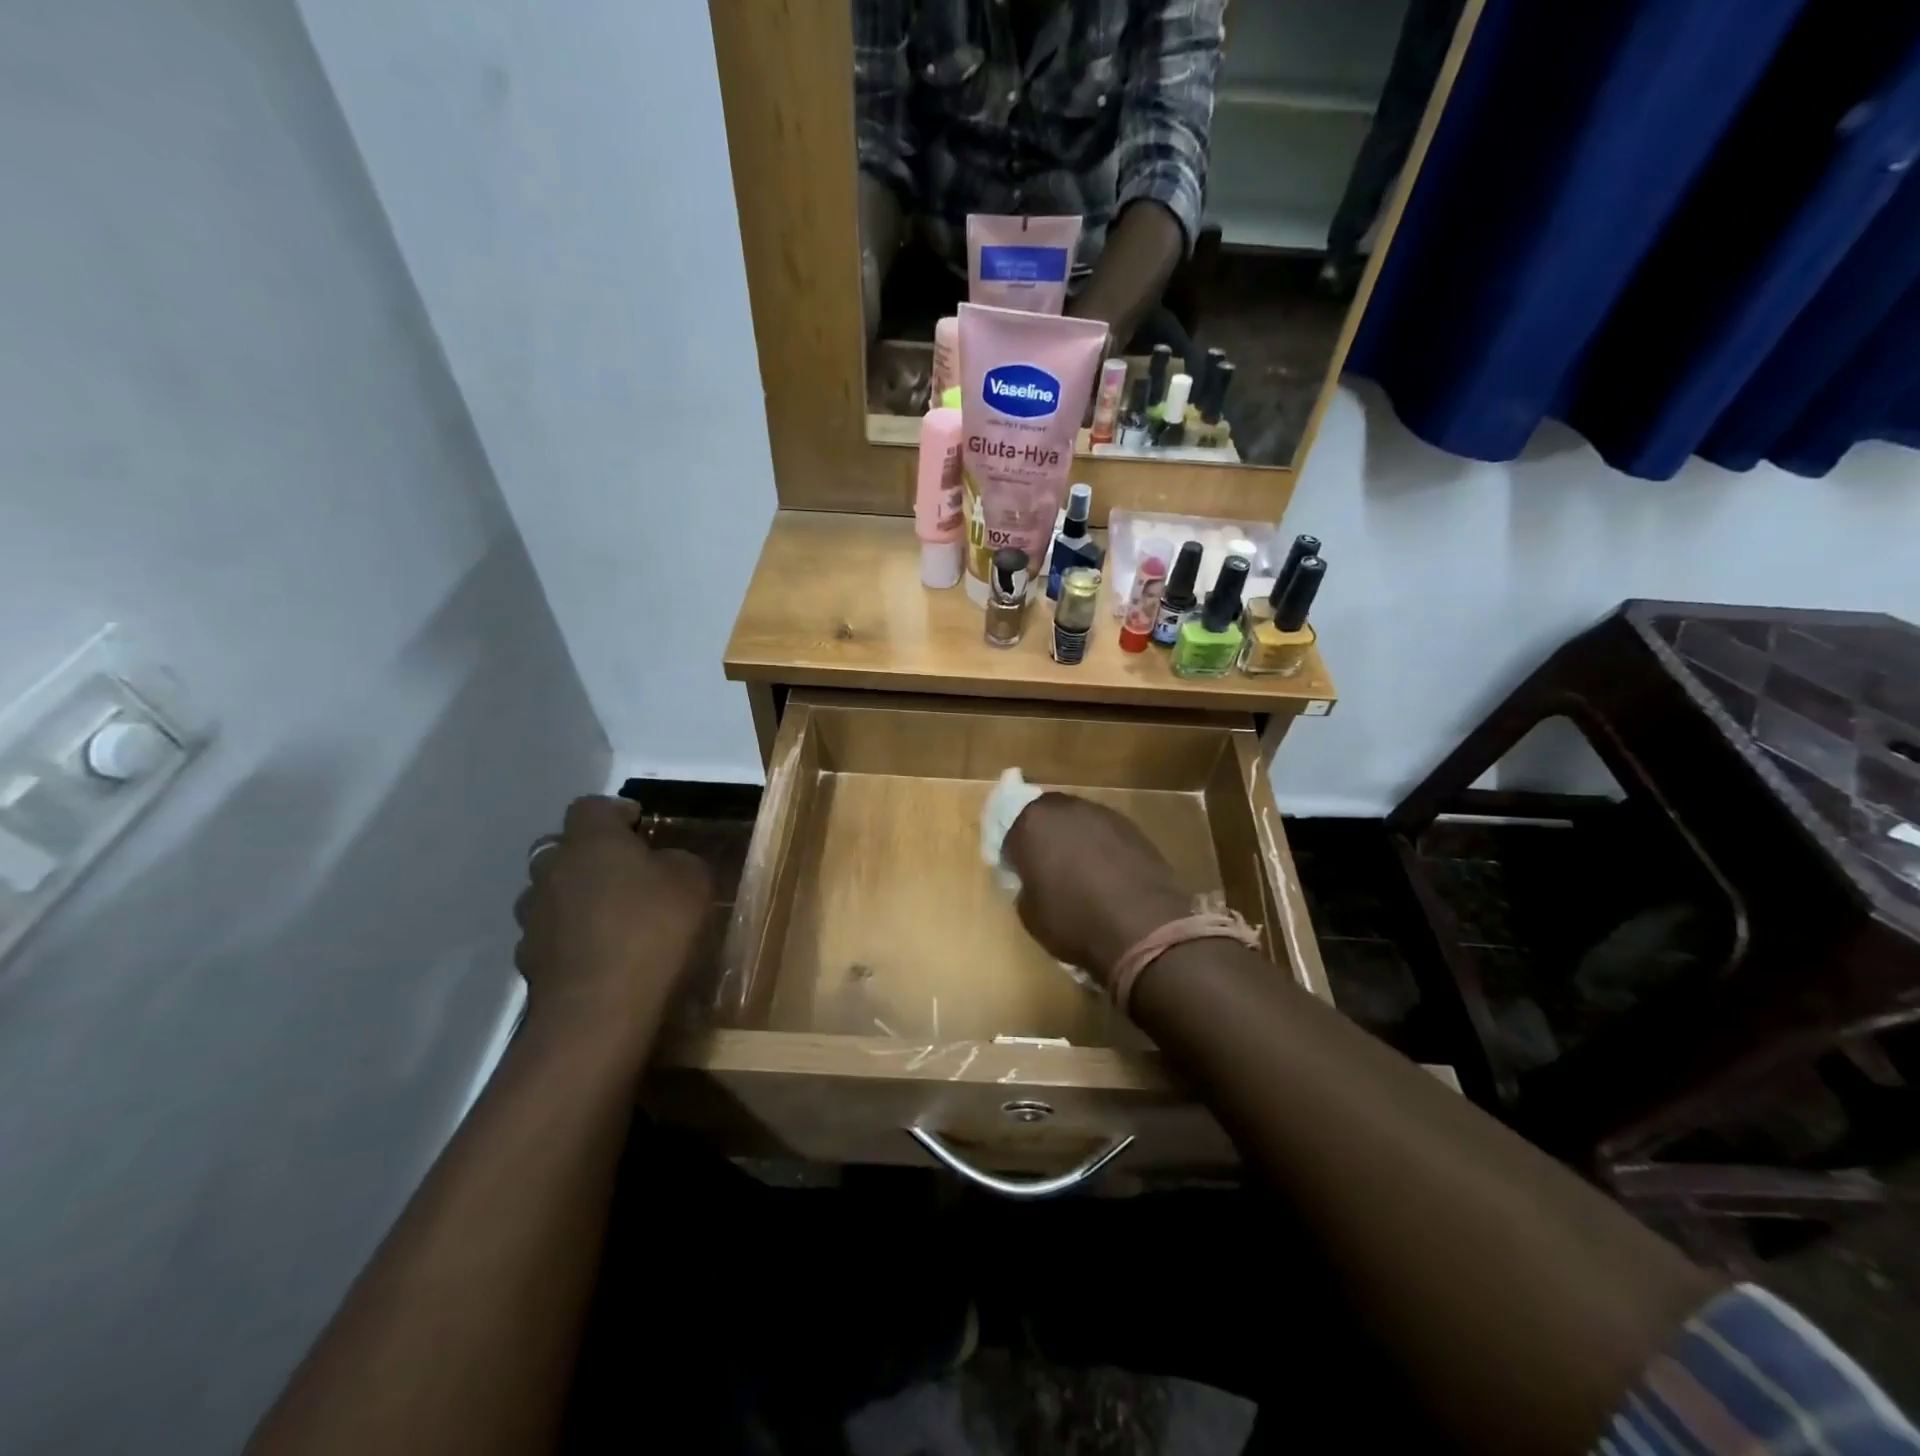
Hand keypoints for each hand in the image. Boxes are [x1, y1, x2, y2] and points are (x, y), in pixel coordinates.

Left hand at [513, 797, 714, 1042]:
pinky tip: (599, 957)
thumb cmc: (653, 929)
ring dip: (573, 899)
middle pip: (560, 849)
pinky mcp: (528, 963)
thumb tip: (665, 863)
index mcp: (591, 841)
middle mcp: (552, 871)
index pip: (591, 806)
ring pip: (549, 895)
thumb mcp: (694, 881)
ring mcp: (533, 919)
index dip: (615, 812)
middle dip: (588, 857)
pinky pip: (550, 938)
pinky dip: (569, 941)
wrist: (600, 1011)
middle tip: (624, 873)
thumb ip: (679, 861)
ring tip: (609, 919)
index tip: (640, 825)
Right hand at [1001, 793, 1191, 990]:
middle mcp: (1065, 808)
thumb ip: (1026, 886)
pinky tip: (1108, 874)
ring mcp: (1102, 813)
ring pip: (1078, 821)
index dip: (1013, 854)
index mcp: (1031, 824)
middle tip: (1047, 867)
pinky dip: (1102, 847)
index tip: (1019, 874)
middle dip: (1043, 837)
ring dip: (1074, 839)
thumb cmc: (1074, 921)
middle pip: (1045, 816)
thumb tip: (1035, 881)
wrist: (1143, 927)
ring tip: (1080, 872)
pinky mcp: (1132, 826)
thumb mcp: (1030, 914)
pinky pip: (1105, 833)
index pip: (1010, 832)